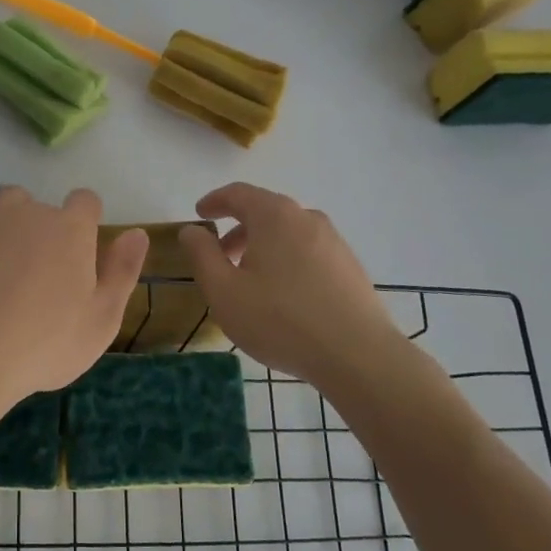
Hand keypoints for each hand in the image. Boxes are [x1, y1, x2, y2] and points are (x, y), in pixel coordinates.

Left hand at [0, 138, 147, 412]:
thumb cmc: (44, 345)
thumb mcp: (102, 320)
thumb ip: (123, 272)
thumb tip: (138, 232)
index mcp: (73, 230)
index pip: (87, 204)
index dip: (86, 225)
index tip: (80, 258)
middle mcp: (35, 212)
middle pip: (48, 209)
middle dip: (49, 234)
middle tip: (40, 282)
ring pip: (11, 199)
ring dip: (16, 217)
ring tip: (8, 258)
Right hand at [179, 183, 401, 386]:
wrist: (358, 356)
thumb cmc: (280, 320)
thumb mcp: (224, 291)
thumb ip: (201, 255)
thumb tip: (192, 230)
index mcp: (274, 215)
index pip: (238, 193)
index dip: (215, 201)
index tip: (200, 214)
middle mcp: (306, 218)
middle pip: (265, 211)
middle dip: (238, 229)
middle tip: (220, 255)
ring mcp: (333, 241)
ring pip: (288, 232)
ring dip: (263, 246)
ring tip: (250, 280)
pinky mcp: (350, 266)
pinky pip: (308, 251)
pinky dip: (287, 260)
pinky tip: (284, 295)